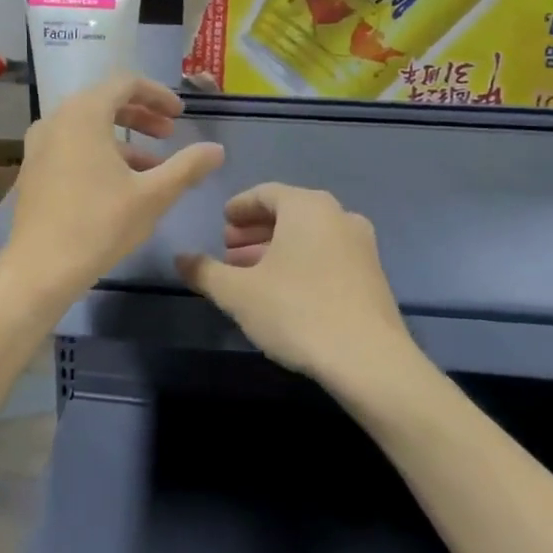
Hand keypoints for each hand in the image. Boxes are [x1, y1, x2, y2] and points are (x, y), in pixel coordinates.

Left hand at [0, 75, 223, 301]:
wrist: (41, 267)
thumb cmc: (100, 224)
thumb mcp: (153, 195)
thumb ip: (187, 167)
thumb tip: (216, 150)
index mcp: (83, 114)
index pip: (125, 83)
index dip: (158, 94)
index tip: (180, 115)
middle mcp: (56, 120)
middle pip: (104, 102)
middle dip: (141, 116)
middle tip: (169, 135)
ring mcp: (39, 146)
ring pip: (87, 128)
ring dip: (123, 140)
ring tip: (152, 168)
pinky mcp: (32, 171)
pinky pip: (70, 147)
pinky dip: (98, 154)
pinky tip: (118, 186)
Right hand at [176, 184, 411, 382]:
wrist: (367, 360)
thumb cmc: (295, 311)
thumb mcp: (237, 292)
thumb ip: (204, 271)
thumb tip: (180, 258)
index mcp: (307, 207)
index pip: (265, 193)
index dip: (239, 207)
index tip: (222, 222)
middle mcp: (339, 216)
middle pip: (288, 213)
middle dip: (255, 231)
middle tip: (229, 250)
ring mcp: (361, 246)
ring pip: (309, 237)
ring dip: (276, 249)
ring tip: (250, 274)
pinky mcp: (372, 276)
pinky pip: (327, 256)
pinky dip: (300, 263)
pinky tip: (282, 292)